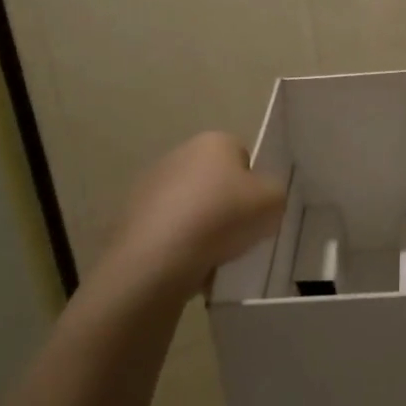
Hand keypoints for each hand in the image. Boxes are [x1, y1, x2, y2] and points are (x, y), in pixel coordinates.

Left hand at [95, 132, 285, 303]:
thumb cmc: (223, 217)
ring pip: (190, 205)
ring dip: (201, 225)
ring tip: (213, 255)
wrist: (159, 258)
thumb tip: (261, 198)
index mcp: (214, 141)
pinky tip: (188, 264)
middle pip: (215, 180)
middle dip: (226, 203)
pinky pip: (168, 229)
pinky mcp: (131, 217)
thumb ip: (274, 193)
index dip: (254, 184)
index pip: (243, 156)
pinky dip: (179, 244)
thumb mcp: (274, 202)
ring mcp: (150, 185)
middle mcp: (179, 154)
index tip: (256, 209)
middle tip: (239, 232)